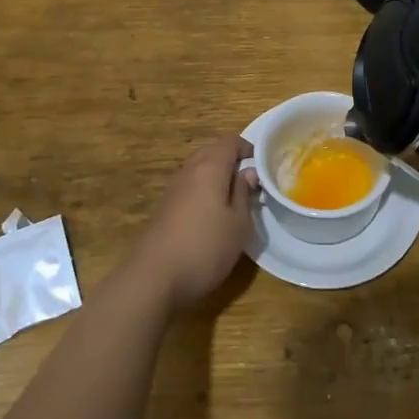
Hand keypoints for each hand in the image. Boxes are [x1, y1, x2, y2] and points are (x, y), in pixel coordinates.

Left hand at [128, 134, 257, 309]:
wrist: (154, 277)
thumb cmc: (205, 247)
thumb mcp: (238, 223)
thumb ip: (244, 193)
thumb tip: (248, 172)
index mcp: (209, 167)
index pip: (230, 141)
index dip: (248, 148)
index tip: (263, 165)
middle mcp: (189, 170)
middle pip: (212, 152)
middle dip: (232, 161)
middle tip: (251, 181)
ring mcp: (173, 189)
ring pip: (199, 170)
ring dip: (217, 177)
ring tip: (234, 198)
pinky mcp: (164, 208)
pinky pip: (189, 187)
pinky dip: (204, 191)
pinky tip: (212, 215)